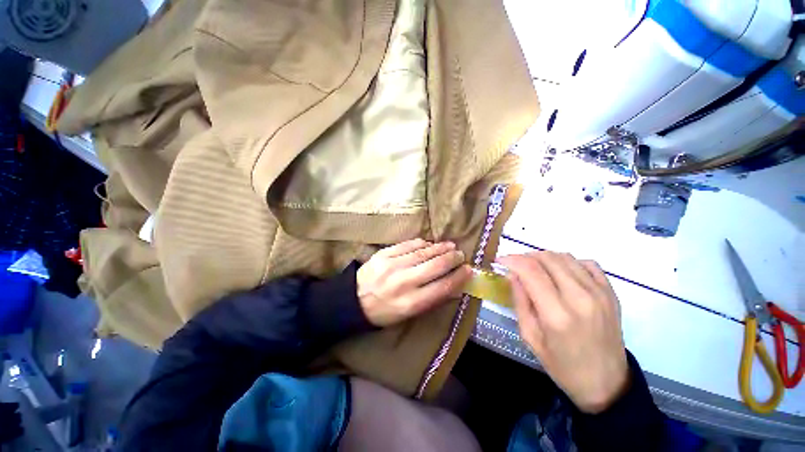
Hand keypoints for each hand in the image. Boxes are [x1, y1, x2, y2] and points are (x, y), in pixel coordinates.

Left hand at [357, 238, 471, 326]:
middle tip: (460, 254)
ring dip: (439, 248)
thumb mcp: (409, 314)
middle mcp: (403, 283)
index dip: (459, 277)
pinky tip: (429, 244)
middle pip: (435, 266)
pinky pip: (408, 245)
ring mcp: (392, 266)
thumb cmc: (384, 312)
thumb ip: (432, 300)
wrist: (353, 300)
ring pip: (423, 252)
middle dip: (452, 259)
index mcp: (411, 303)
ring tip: (450, 246)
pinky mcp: (383, 254)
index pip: (443, 287)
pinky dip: (422, 243)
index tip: (468, 269)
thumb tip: (454, 287)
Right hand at [498, 252, 628, 413]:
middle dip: (526, 257)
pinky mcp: (611, 293)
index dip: (512, 260)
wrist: (607, 383)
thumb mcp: (530, 337)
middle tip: (516, 266)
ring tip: (536, 269)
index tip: (501, 260)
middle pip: (547, 258)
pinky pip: (587, 263)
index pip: (530, 271)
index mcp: (557, 314)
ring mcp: (600, 293)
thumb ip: (520, 301)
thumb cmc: (562, 365)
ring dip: (544, 258)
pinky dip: (568, 262)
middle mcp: (580, 298)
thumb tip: (512, 274)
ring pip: (565, 256)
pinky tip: (561, 274)